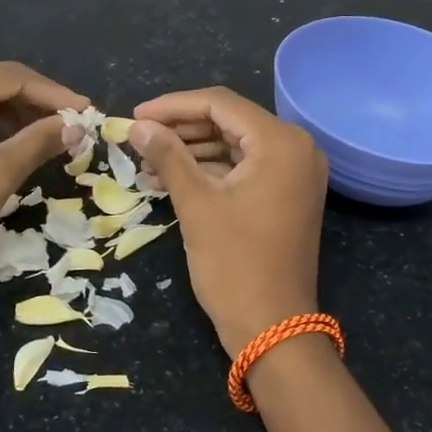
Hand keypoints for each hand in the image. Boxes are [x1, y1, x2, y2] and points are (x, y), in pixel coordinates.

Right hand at [129, 87, 327, 358]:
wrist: (273, 328)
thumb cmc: (234, 263)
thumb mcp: (196, 204)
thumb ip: (167, 156)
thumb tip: (137, 125)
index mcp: (281, 142)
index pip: (220, 104)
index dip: (173, 106)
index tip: (135, 115)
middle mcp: (296, 148)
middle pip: (229, 121)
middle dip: (181, 128)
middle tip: (139, 136)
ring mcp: (294, 172)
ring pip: (234, 145)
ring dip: (192, 149)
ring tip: (148, 160)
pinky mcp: (287, 194)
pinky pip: (244, 168)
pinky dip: (210, 170)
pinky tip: (171, 177)